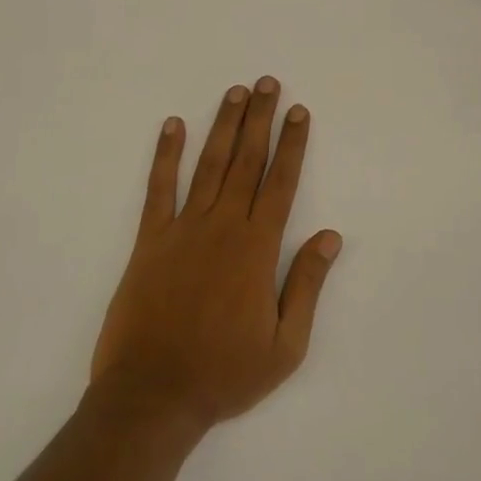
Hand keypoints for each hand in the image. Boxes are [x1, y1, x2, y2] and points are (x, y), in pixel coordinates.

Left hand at [90, 78, 342, 433]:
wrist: (151, 397)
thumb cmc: (224, 374)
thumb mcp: (285, 345)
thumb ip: (307, 285)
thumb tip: (331, 236)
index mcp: (256, 249)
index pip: (280, 183)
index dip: (292, 144)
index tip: (299, 112)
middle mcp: (222, 227)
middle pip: (247, 161)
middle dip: (260, 119)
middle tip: (267, 83)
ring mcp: (183, 230)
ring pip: (209, 165)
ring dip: (223, 126)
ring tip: (235, 92)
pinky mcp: (150, 241)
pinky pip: (159, 189)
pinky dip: (166, 155)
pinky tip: (173, 125)